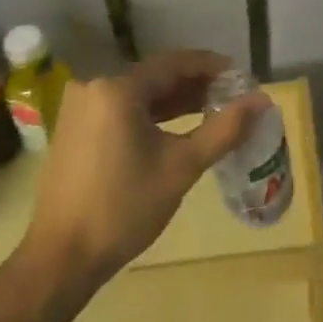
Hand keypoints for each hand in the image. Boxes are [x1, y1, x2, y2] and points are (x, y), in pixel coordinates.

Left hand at [24, 51, 262, 290]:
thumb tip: (262, 100)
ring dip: (175, 100)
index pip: (174, 63)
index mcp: (118, 88)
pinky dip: (151, 114)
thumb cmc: (124, 208)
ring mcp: (81, 109)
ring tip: (212, 110)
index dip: (211, 67)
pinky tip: (177, 128)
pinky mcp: (76, 129)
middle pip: (156, 76)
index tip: (241, 77)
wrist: (61, 258)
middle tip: (231, 96)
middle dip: (195, 84)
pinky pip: (122, 109)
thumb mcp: (182, 166)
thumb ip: (224, 128)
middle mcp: (95, 87)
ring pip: (140, 93)